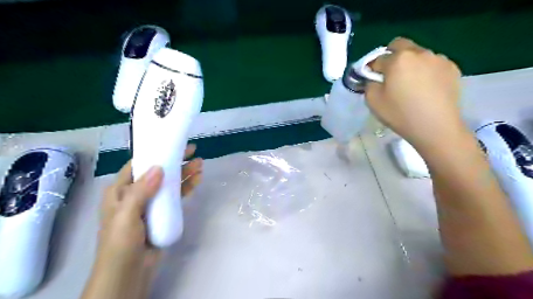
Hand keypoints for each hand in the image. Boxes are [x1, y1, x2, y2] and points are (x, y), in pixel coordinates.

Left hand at [85, 145, 201, 298]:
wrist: (130, 273)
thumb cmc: (121, 243)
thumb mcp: (127, 216)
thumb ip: (141, 191)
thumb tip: (159, 167)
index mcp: (120, 190)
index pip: (138, 165)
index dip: (155, 153)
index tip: (172, 144)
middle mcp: (136, 193)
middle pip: (158, 172)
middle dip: (175, 161)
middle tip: (192, 150)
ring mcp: (152, 203)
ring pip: (170, 183)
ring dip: (184, 173)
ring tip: (200, 164)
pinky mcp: (164, 212)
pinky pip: (176, 196)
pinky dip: (186, 187)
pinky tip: (197, 179)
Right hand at [365, 37, 464, 151]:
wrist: (436, 127)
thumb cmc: (400, 114)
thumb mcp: (373, 101)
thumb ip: (369, 84)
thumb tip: (373, 78)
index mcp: (397, 59)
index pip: (378, 58)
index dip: (372, 69)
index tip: (373, 81)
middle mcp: (419, 52)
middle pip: (399, 45)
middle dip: (391, 56)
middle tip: (390, 76)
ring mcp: (438, 58)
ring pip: (417, 54)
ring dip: (410, 63)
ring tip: (411, 85)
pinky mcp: (452, 68)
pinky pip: (433, 63)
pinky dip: (426, 70)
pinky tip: (426, 88)